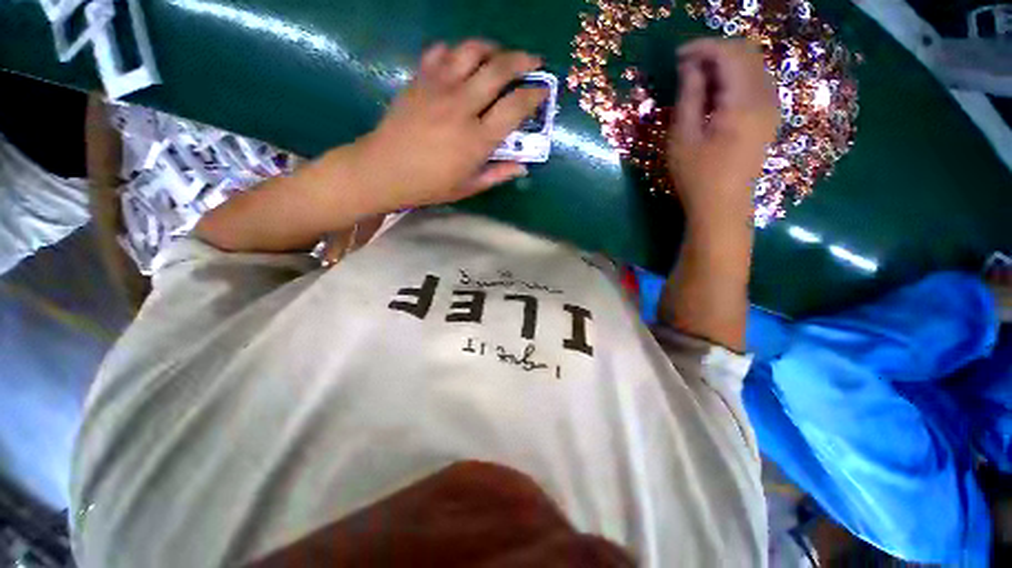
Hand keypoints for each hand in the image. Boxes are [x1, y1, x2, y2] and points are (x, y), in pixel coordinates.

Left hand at [354, 40, 547, 210]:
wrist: (384, 170)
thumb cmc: (429, 185)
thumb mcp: (468, 187)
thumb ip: (497, 175)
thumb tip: (522, 166)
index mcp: (477, 139)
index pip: (515, 107)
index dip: (534, 95)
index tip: (543, 91)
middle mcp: (462, 107)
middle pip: (498, 69)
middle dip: (522, 61)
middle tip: (533, 62)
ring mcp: (438, 88)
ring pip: (471, 51)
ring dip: (492, 48)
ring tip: (499, 55)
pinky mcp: (419, 79)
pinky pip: (441, 51)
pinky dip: (456, 51)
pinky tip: (461, 61)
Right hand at [667, 38, 778, 230]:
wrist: (723, 207)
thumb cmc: (697, 177)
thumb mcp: (683, 138)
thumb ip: (689, 97)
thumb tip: (690, 67)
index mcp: (744, 102)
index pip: (729, 54)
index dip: (702, 48)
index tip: (677, 56)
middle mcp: (766, 97)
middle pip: (746, 54)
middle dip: (714, 52)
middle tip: (685, 67)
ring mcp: (771, 107)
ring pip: (753, 66)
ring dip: (724, 65)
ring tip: (696, 81)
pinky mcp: (768, 117)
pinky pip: (755, 83)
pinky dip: (733, 79)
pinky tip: (714, 95)